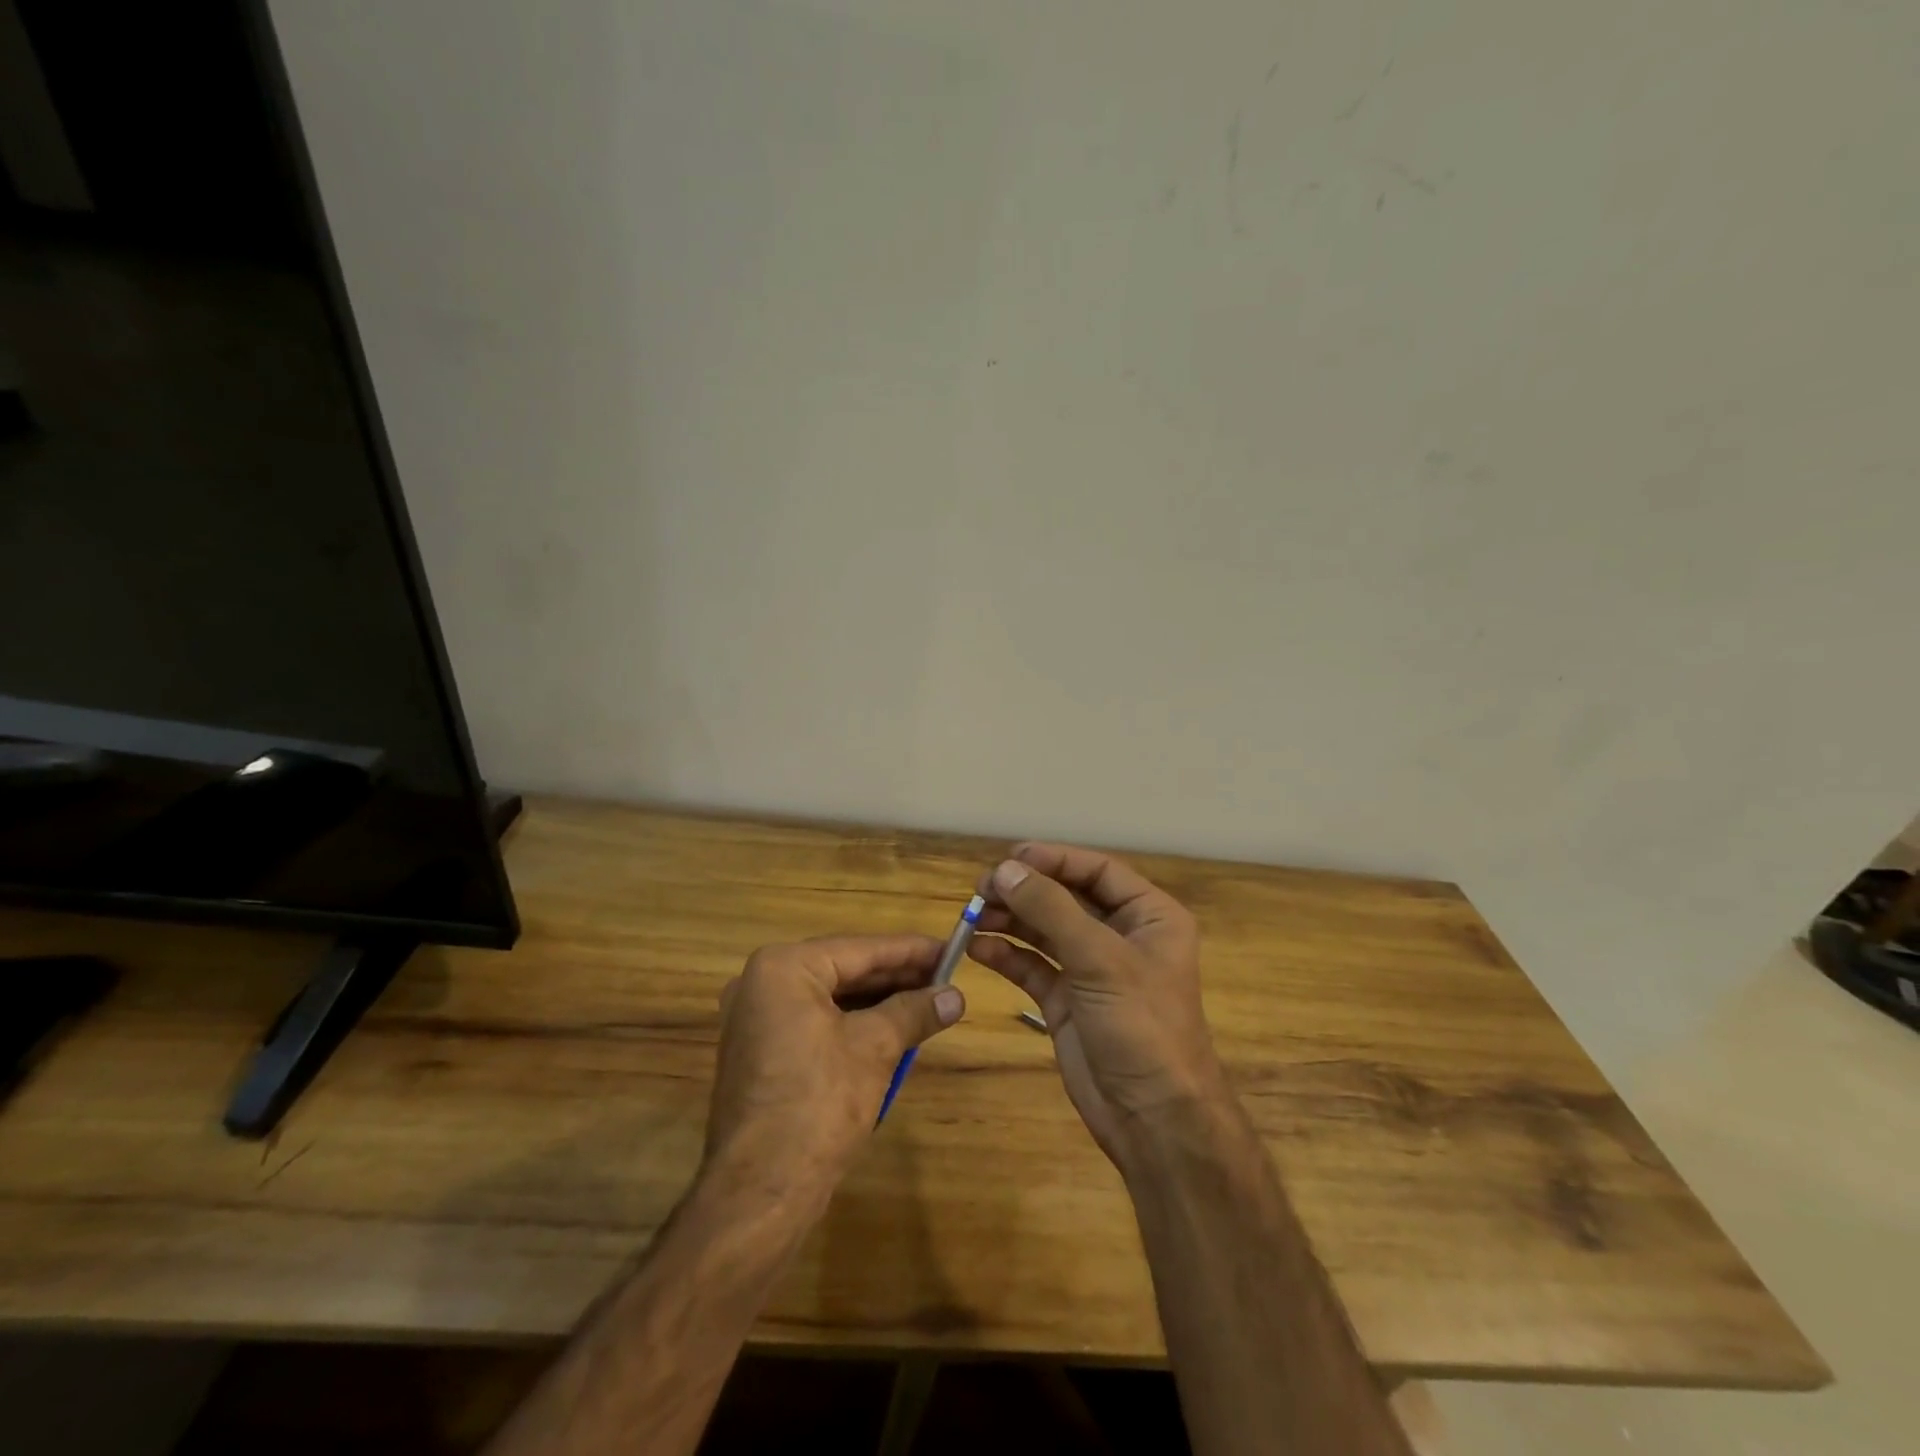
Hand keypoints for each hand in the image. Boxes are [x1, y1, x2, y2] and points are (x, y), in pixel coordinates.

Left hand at [703, 936, 965, 1204]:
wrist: (761, 1192)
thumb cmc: (819, 1104)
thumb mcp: (875, 1048)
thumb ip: (915, 1011)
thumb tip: (956, 995)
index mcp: (782, 968)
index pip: (860, 949)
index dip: (910, 950)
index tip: (950, 948)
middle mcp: (761, 984)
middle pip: (844, 969)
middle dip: (896, 977)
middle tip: (945, 977)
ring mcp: (756, 1020)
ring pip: (831, 998)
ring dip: (878, 1001)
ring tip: (927, 1001)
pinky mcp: (761, 1052)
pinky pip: (816, 1022)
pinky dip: (853, 1024)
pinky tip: (892, 1029)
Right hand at [967, 844, 1225, 1172]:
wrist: (1153, 1118)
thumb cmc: (1141, 1025)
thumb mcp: (1100, 958)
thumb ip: (1051, 909)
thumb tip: (1006, 869)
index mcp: (1149, 916)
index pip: (1097, 871)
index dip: (1054, 859)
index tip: (1010, 857)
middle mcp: (1121, 936)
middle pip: (1066, 898)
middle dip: (1025, 890)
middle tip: (982, 887)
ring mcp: (1092, 970)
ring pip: (1045, 931)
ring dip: (1010, 920)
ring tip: (972, 914)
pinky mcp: (1067, 1001)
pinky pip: (1033, 967)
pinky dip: (1007, 955)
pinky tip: (978, 949)